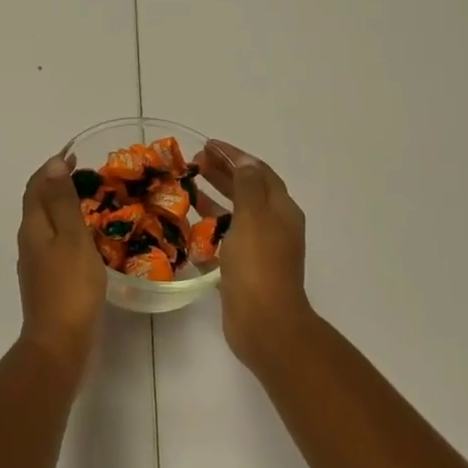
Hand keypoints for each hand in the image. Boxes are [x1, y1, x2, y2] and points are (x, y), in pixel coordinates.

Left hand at [15, 155, 107, 381]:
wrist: (59, 344)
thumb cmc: (70, 286)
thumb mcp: (72, 237)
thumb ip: (63, 201)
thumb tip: (53, 164)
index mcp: (32, 227)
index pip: (36, 186)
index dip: (52, 168)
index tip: (74, 154)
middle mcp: (29, 242)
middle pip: (38, 203)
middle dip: (57, 185)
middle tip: (87, 175)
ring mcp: (36, 264)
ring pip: (47, 225)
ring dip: (63, 207)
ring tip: (90, 202)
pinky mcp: (47, 282)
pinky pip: (56, 244)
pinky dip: (69, 231)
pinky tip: (87, 239)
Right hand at [196, 141, 313, 372]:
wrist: (265, 323)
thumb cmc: (258, 264)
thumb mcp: (252, 216)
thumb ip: (247, 185)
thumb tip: (245, 161)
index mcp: (281, 210)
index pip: (258, 171)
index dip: (234, 155)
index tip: (208, 144)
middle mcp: (274, 226)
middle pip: (247, 191)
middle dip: (222, 173)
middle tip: (193, 163)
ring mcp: (260, 250)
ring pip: (235, 215)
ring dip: (213, 199)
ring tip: (187, 188)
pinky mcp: (244, 270)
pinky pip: (225, 240)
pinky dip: (209, 229)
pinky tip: (188, 227)